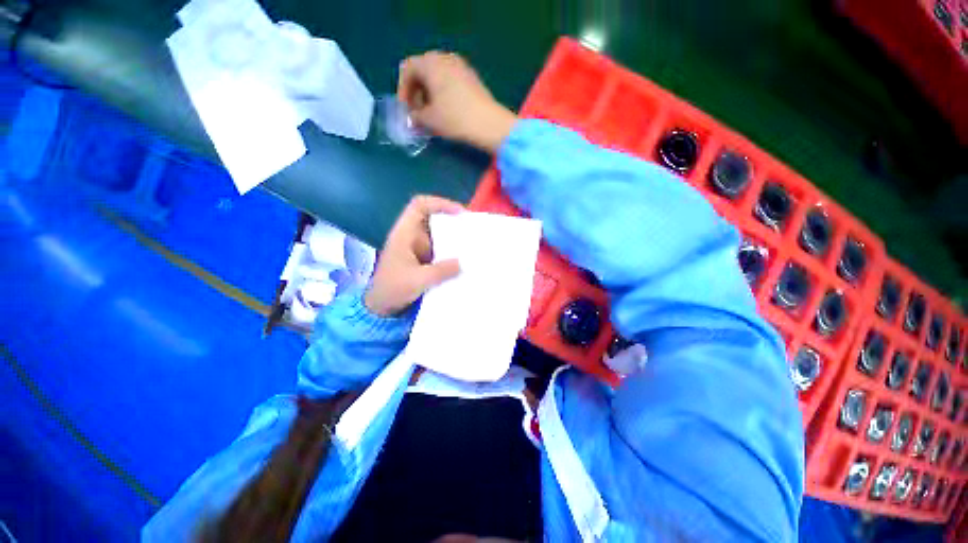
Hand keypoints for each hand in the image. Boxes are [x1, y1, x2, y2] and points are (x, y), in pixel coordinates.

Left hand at [364, 195, 463, 315]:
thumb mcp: (418, 280)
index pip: (420, 205)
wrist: (381, 307)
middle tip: (471, 230)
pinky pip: (439, 249)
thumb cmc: (393, 289)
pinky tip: (462, 259)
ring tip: (471, 244)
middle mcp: (411, 236)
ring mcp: (417, 248)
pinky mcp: (422, 259)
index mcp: (404, 234)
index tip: (460, 213)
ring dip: (453, 237)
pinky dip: (450, 251)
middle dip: (452, 221)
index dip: (439, 203)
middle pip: (432, 218)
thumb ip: (441, 271)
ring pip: (437, 234)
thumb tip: (463, 263)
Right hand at [398, 52, 517, 153]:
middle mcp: (444, 57)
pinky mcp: (471, 77)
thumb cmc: (455, 118)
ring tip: (432, 114)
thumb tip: (412, 118)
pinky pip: (450, 80)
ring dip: (430, 93)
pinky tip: (447, 110)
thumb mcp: (430, 120)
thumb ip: (415, 116)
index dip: (403, 90)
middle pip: (422, 70)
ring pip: (437, 75)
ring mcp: (460, 65)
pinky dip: (443, 92)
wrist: (489, 124)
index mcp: (430, 63)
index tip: (406, 110)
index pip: (407, 69)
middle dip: (416, 92)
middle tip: (418, 112)